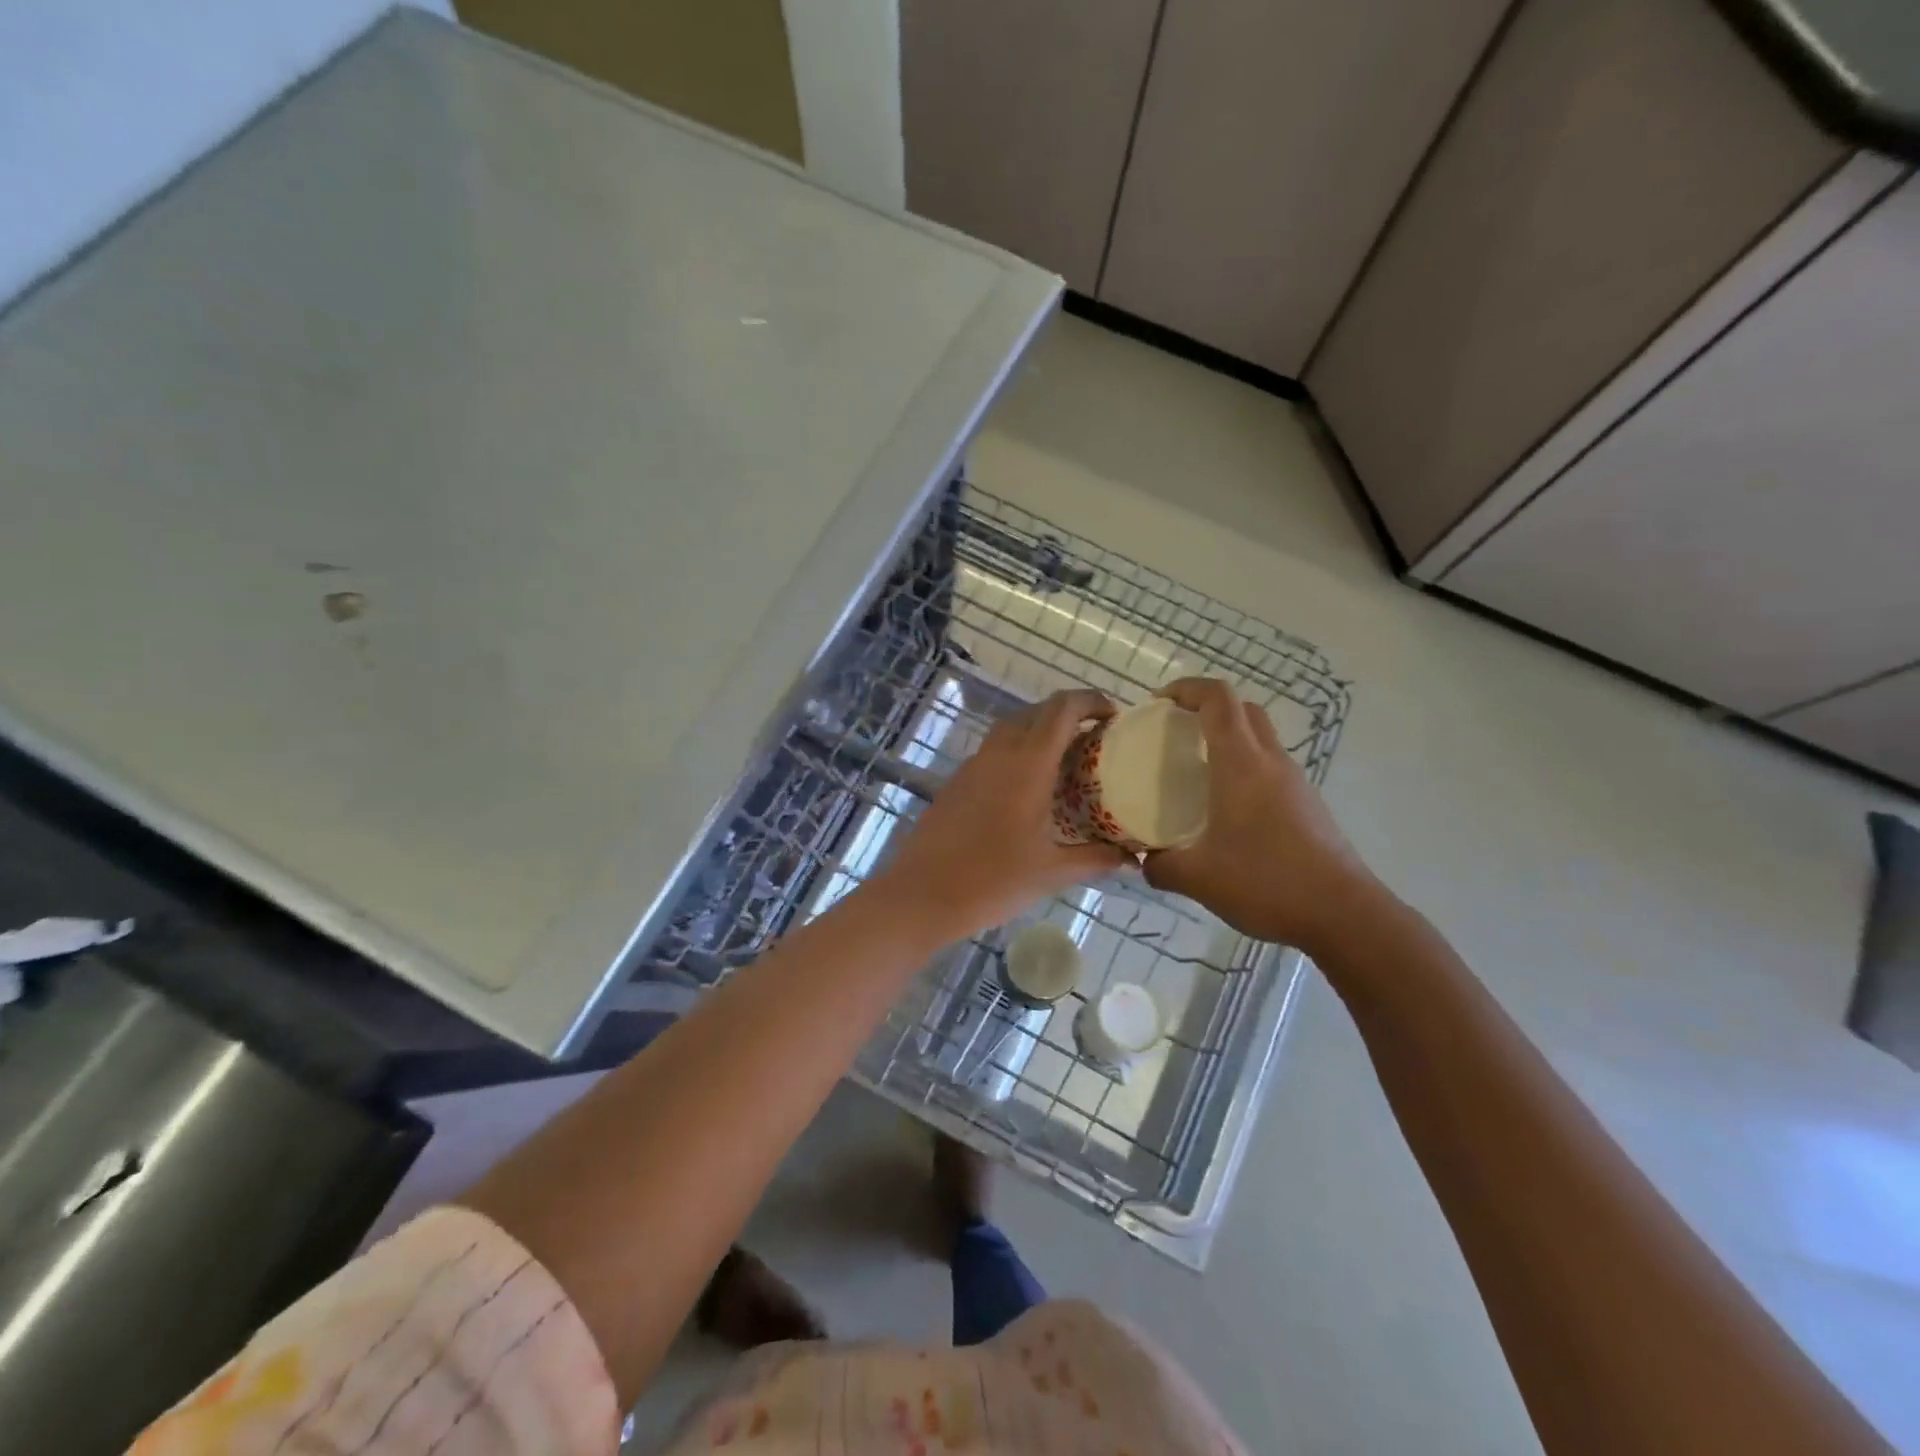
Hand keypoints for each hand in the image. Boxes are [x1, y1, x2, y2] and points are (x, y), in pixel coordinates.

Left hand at [872, 690, 1130, 942]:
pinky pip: (994, 752)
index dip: (1091, 701)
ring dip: (1040, 733)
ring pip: (1012, 729)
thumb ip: (1095, 859)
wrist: (921, 895)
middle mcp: (999, 753)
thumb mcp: (1052, 872)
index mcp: (1027, 764)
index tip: (1114, 716)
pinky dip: (1017, 754)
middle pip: (1037, 712)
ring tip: (1065, 764)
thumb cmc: (992, 881)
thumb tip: (1130, 857)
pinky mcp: (956, 782)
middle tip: (1095, 742)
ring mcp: (972, 765)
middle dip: (1069, 716)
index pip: (1062, 709)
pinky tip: (1028, 789)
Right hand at [1142, 678, 1383, 955]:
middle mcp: (1271, 762)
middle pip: (1242, 710)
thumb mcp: (1198, 878)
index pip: (1217, 699)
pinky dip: (1245, 767)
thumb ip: (1160, 866)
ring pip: (1260, 737)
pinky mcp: (1308, 805)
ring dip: (1229, 738)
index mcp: (1241, 764)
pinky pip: (1271, 767)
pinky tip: (1227, 807)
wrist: (1345, 915)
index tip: (1158, 702)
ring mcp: (1295, 782)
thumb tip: (1142, 861)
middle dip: (1207, 707)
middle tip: (1176, 731)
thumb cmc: (1267, 882)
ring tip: (1197, 769)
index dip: (1187, 688)